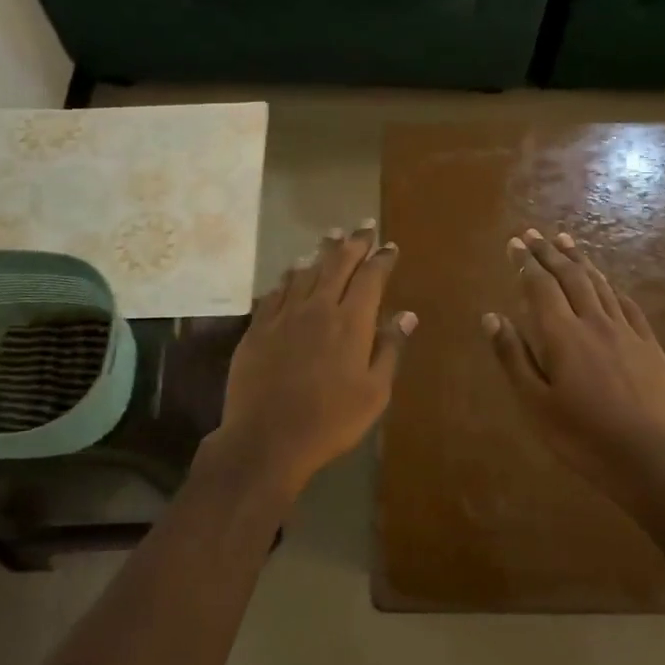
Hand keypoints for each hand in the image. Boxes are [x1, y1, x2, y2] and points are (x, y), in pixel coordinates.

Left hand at [212, 223, 414, 496]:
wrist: (267, 438)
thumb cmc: (331, 420)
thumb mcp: (374, 392)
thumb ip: (389, 349)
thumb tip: (406, 315)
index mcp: (351, 322)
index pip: (370, 278)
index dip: (382, 259)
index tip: (390, 246)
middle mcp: (318, 308)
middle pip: (337, 265)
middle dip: (353, 243)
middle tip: (363, 225)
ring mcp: (284, 316)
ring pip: (305, 272)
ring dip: (321, 252)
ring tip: (331, 236)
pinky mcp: (258, 328)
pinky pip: (275, 291)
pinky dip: (289, 276)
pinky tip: (292, 271)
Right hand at [484, 229, 664, 494]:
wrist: (650, 458)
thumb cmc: (582, 436)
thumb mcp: (535, 404)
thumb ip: (513, 357)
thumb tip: (491, 317)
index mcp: (562, 335)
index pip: (540, 287)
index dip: (526, 263)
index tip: (515, 243)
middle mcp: (594, 322)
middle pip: (571, 277)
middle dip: (550, 253)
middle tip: (535, 234)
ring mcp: (627, 332)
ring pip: (600, 285)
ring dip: (581, 261)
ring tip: (567, 242)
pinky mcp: (651, 346)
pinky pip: (628, 305)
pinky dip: (612, 288)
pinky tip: (608, 283)